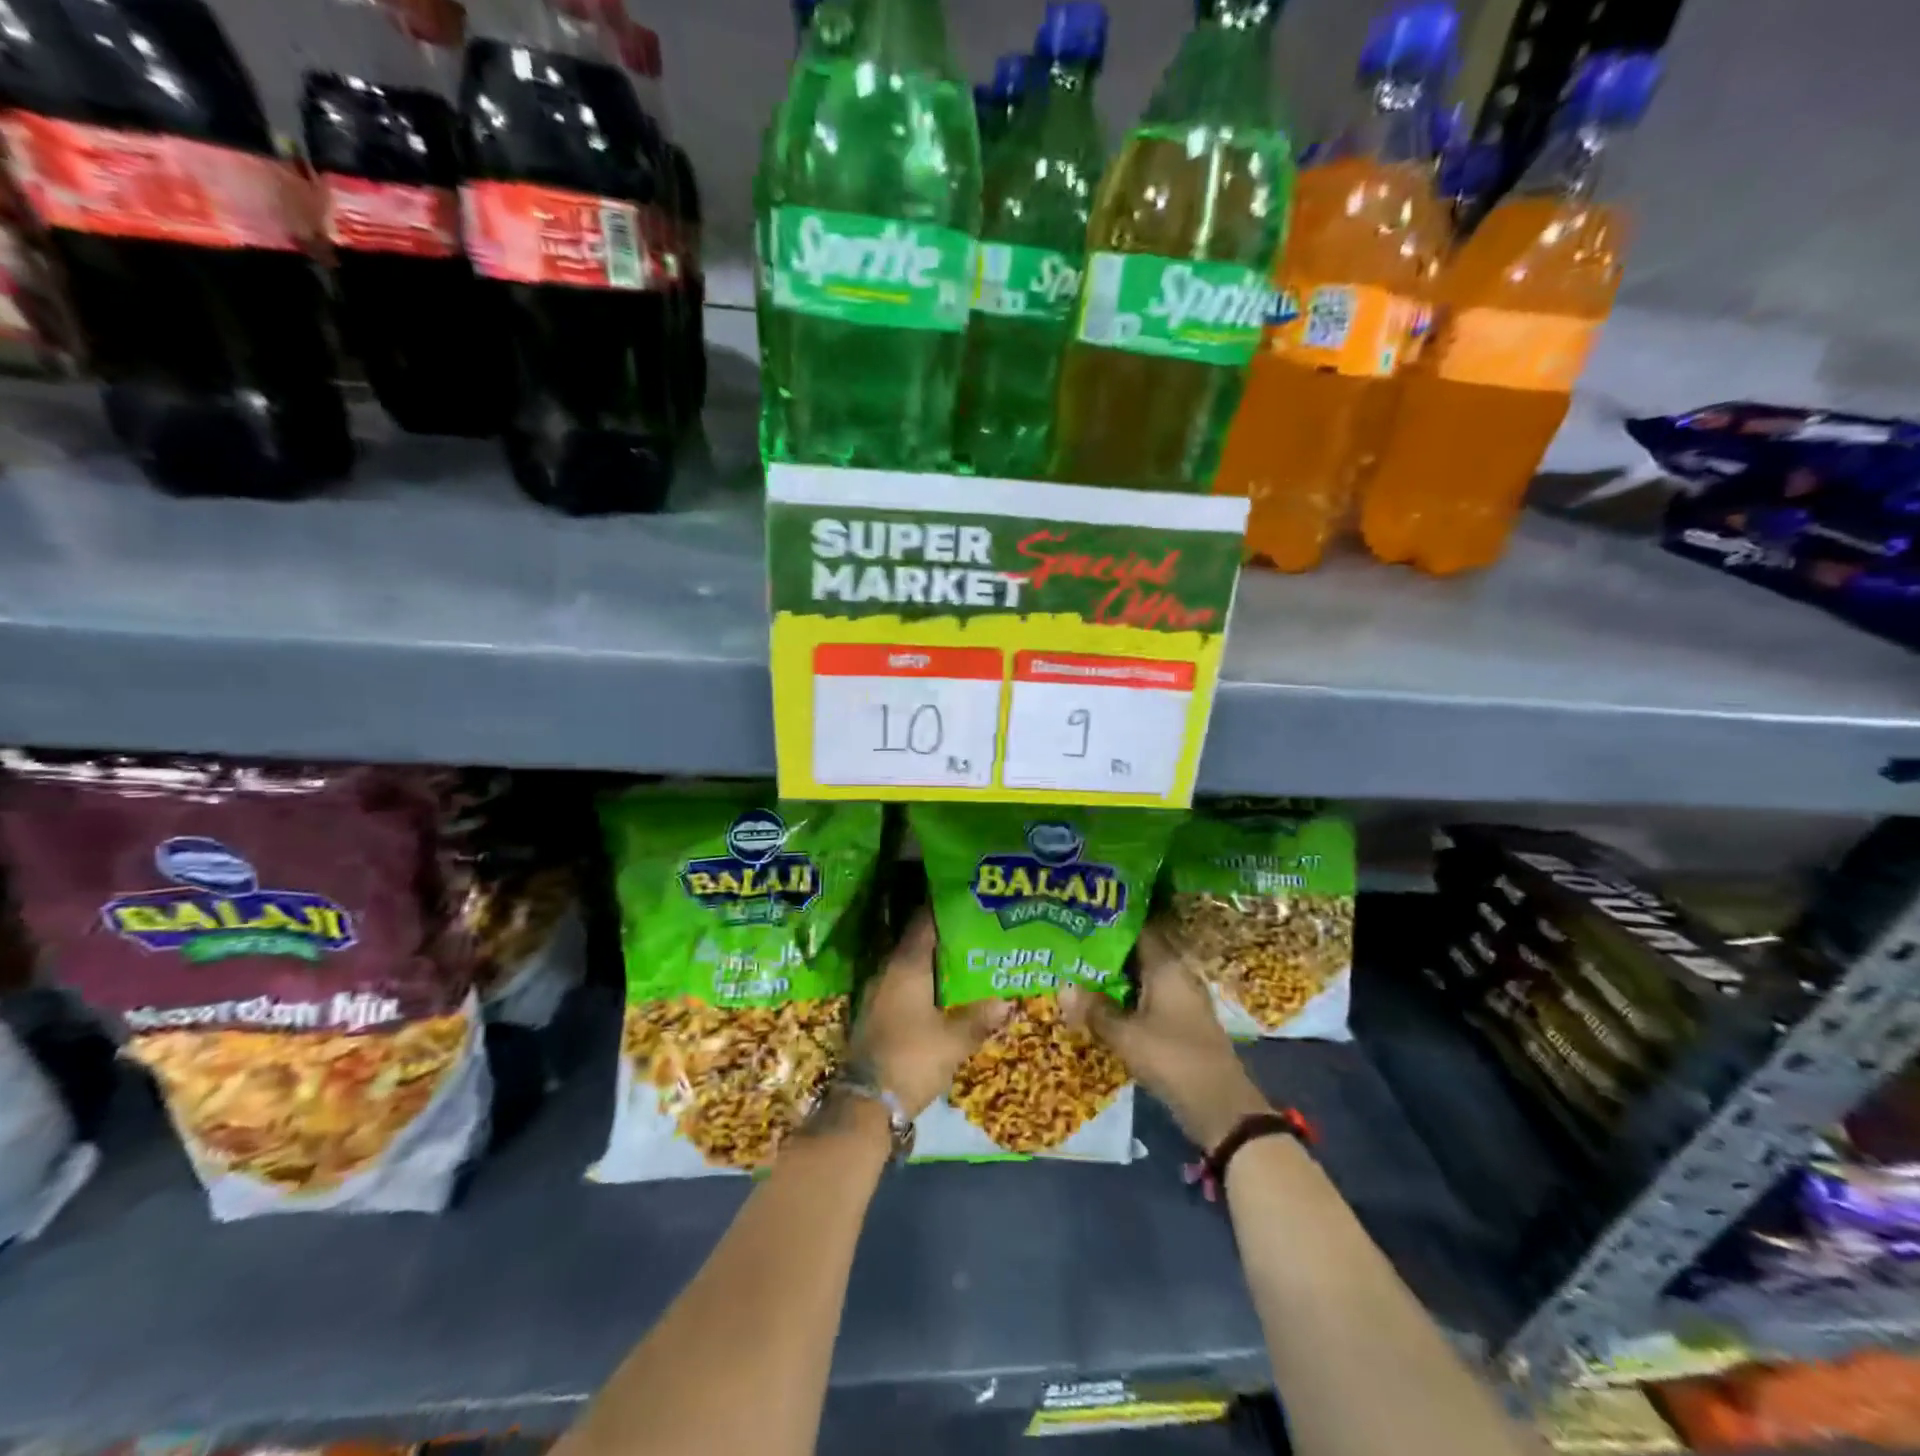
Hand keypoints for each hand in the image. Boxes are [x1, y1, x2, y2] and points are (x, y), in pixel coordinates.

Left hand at [849, 909, 1009, 1117]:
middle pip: (918, 942)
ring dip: (935, 961)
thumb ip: (979, 1018)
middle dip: (945, 935)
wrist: (868, 1103)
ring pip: (912, 965)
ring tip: (966, 958)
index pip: (924, 924)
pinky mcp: (878, 1013)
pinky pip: (905, 985)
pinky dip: (925, 982)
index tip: (965, 898)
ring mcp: (880, 993)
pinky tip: (945, 992)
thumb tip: (1007, 1001)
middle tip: (975, 928)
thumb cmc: (912, 1059)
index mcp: (906, 967)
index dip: (943, 908)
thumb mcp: (953, 1041)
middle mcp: (889, 972)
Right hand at [1061, 919, 1270, 1148]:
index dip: (1111, 920)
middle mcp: (1177, 975)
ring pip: (1142, 977)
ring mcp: (1182, 999)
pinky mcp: (1181, 1022)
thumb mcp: (1126, 1036)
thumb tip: (1061, 987)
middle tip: (1071, 943)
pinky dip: (1126, 997)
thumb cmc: (1173, 1059)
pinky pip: (1148, 998)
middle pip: (1139, 953)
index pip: (1139, 929)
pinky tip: (1102, 1004)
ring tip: (1078, 970)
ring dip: (1115, 977)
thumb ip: (1094, 1010)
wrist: (1221, 1108)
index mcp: (1167, 967)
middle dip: (1107, 950)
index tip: (1082, 915)